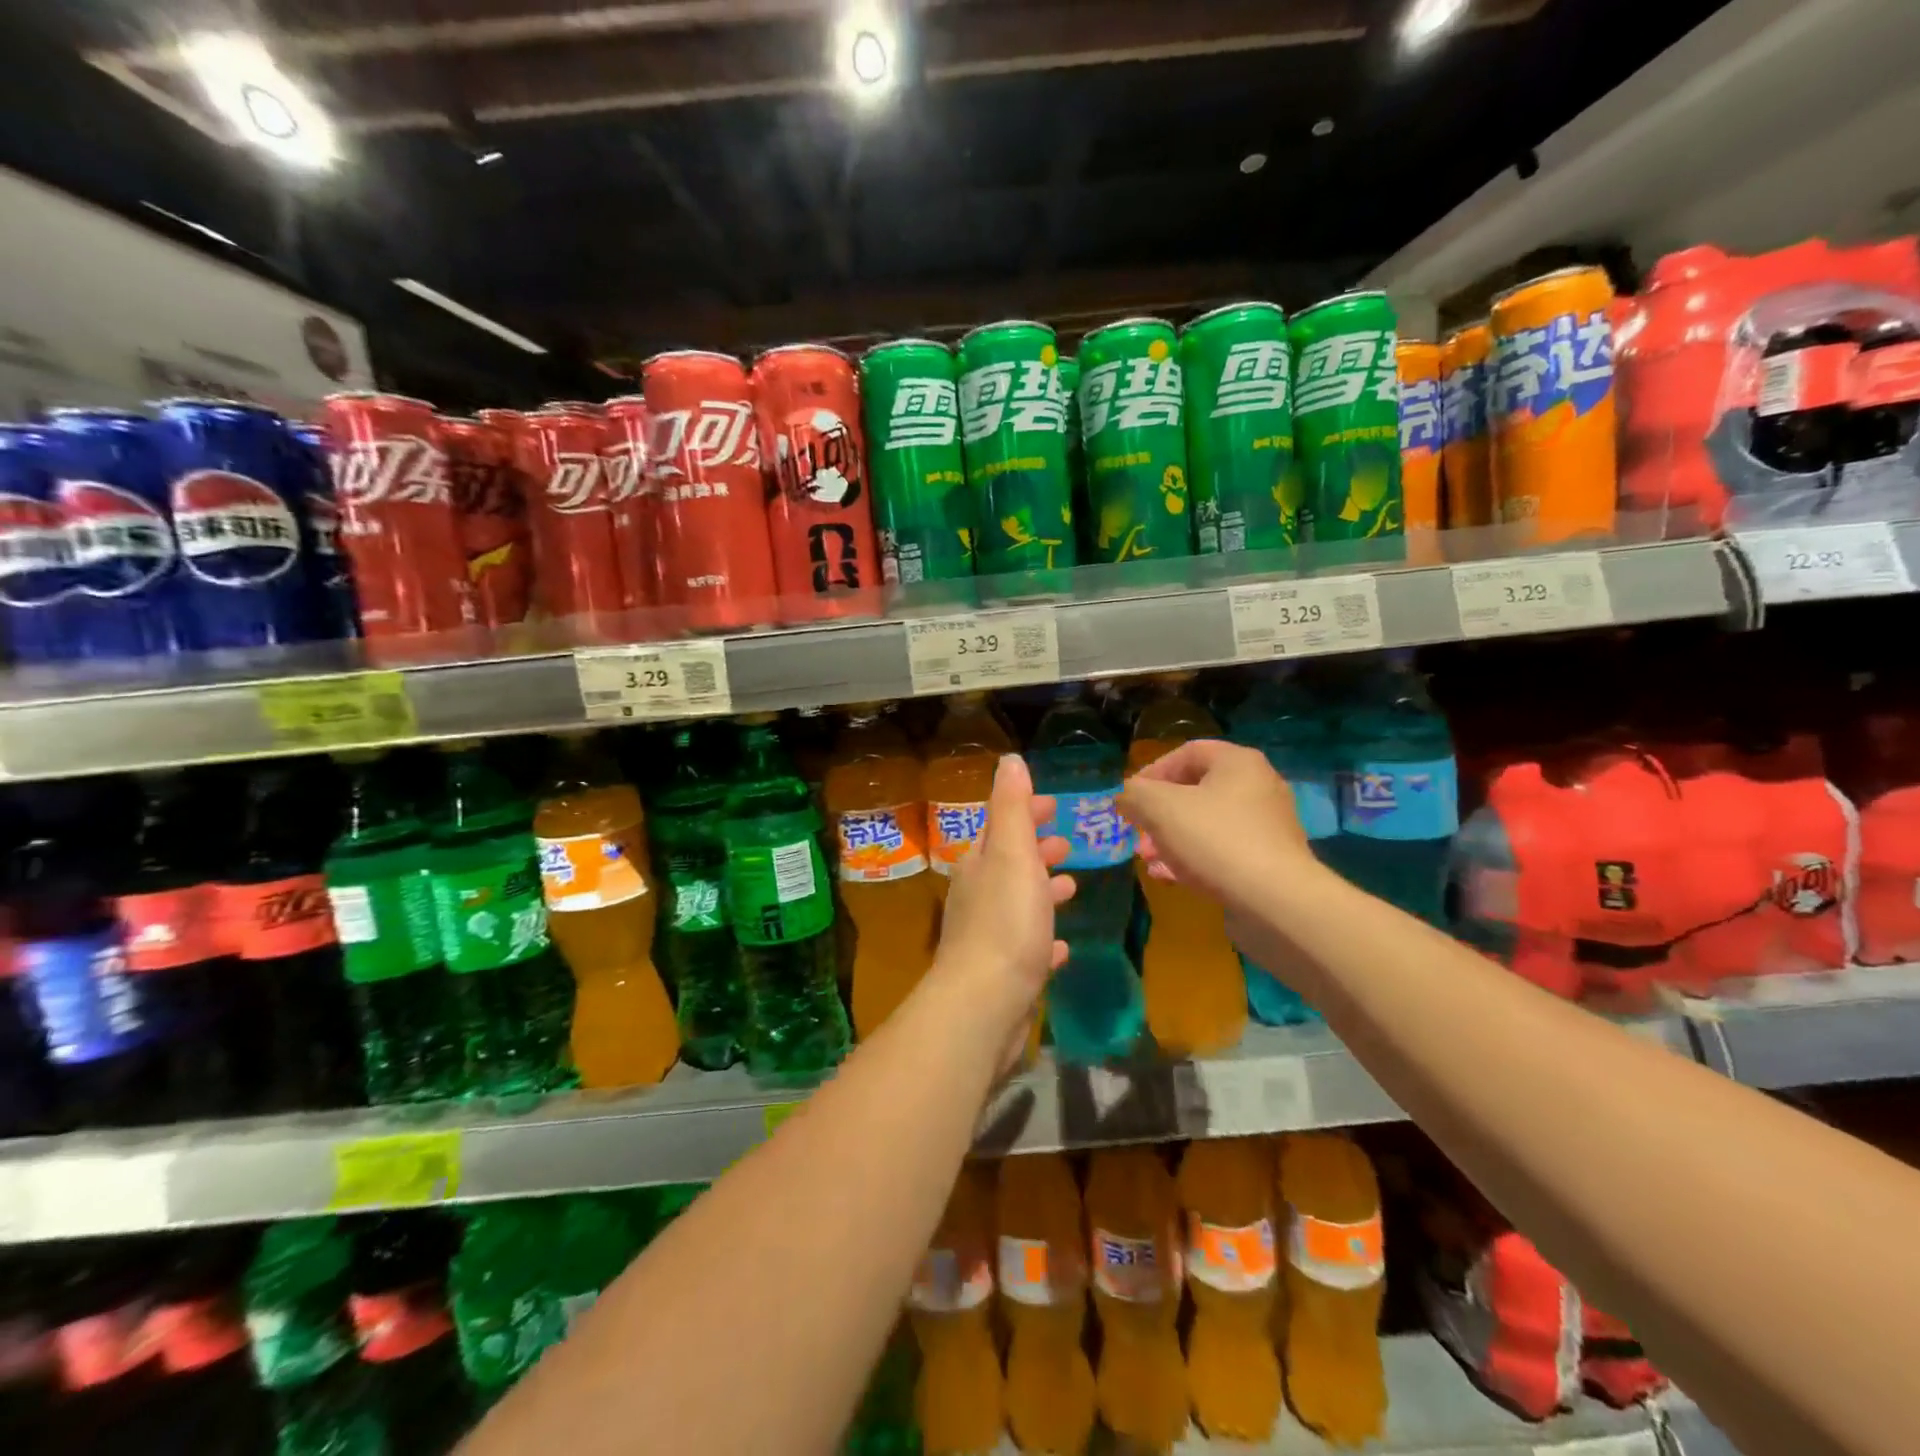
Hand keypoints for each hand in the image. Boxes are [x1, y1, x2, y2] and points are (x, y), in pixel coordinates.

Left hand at [935, 755, 1073, 1064]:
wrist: (985, 1004)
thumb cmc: (1005, 922)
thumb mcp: (1011, 853)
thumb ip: (1011, 807)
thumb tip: (1009, 760)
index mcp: (981, 865)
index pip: (1001, 826)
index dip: (1025, 812)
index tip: (1053, 805)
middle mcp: (979, 896)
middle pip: (1009, 863)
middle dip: (1036, 849)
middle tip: (1067, 843)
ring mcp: (989, 937)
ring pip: (1018, 904)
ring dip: (1042, 891)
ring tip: (1071, 886)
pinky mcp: (1003, 975)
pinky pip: (1027, 948)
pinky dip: (1044, 939)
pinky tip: (1061, 947)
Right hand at [1119, 739, 1315, 911]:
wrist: (1275, 901)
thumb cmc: (1215, 839)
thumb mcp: (1159, 808)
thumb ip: (1135, 795)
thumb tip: (1126, 797)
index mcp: (1237, 762)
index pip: (1186, 753)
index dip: (1151, 772)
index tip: (1130, 799)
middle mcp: (1258, 786)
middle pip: (1195, 791)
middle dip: (1158, 814)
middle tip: (1138, 835)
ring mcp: (1267, 825)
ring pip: (1206, 824)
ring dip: (1171, 839)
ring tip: (1149, 860)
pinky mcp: (1269, 860)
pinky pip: (1222, 850)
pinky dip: (1194, 859)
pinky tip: (1171, 878)